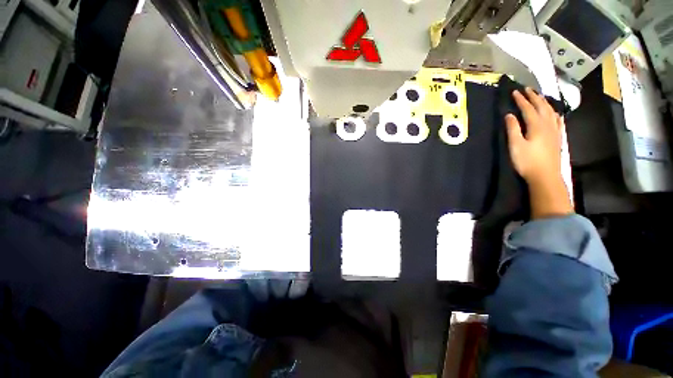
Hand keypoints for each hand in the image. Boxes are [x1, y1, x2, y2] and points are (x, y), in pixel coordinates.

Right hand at [505, 88, 572, 218]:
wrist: (547, 180)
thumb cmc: (530, 164)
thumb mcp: (516, 147)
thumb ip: (513, 129)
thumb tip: (509, 115)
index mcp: (536, 124)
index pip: (527, 107)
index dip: (520, 99)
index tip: (514, 91)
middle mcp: (546, 124)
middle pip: (540, 106)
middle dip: (533, 96)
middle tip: (527, 89)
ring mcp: (554, 132)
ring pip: (550, 112)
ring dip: (545, 102)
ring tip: (540, 97)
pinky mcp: (558, 140)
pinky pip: (559, 123)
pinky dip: (556, 116)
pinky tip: (556, 114)